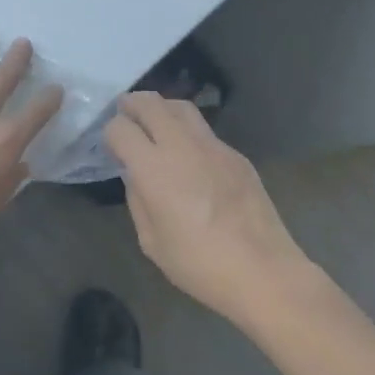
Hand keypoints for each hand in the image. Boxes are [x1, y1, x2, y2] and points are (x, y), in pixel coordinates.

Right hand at [104, 92, 310, 322]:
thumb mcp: (151, 241)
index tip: (112, 146)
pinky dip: (187, 131)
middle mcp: (181, 146)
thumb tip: (135, 176)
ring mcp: (213, 146)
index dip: (111, 133)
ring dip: (161, 108)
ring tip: (154, 121)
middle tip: (124, 111)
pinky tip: (189, 154)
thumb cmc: (199, 264)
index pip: (121, 128)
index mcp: (154, 168)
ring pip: (181, 107)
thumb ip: (137, 200)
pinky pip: (204, 131)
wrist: (263, 271)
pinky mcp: (236, 155)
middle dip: (132, 104)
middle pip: (151, 103)